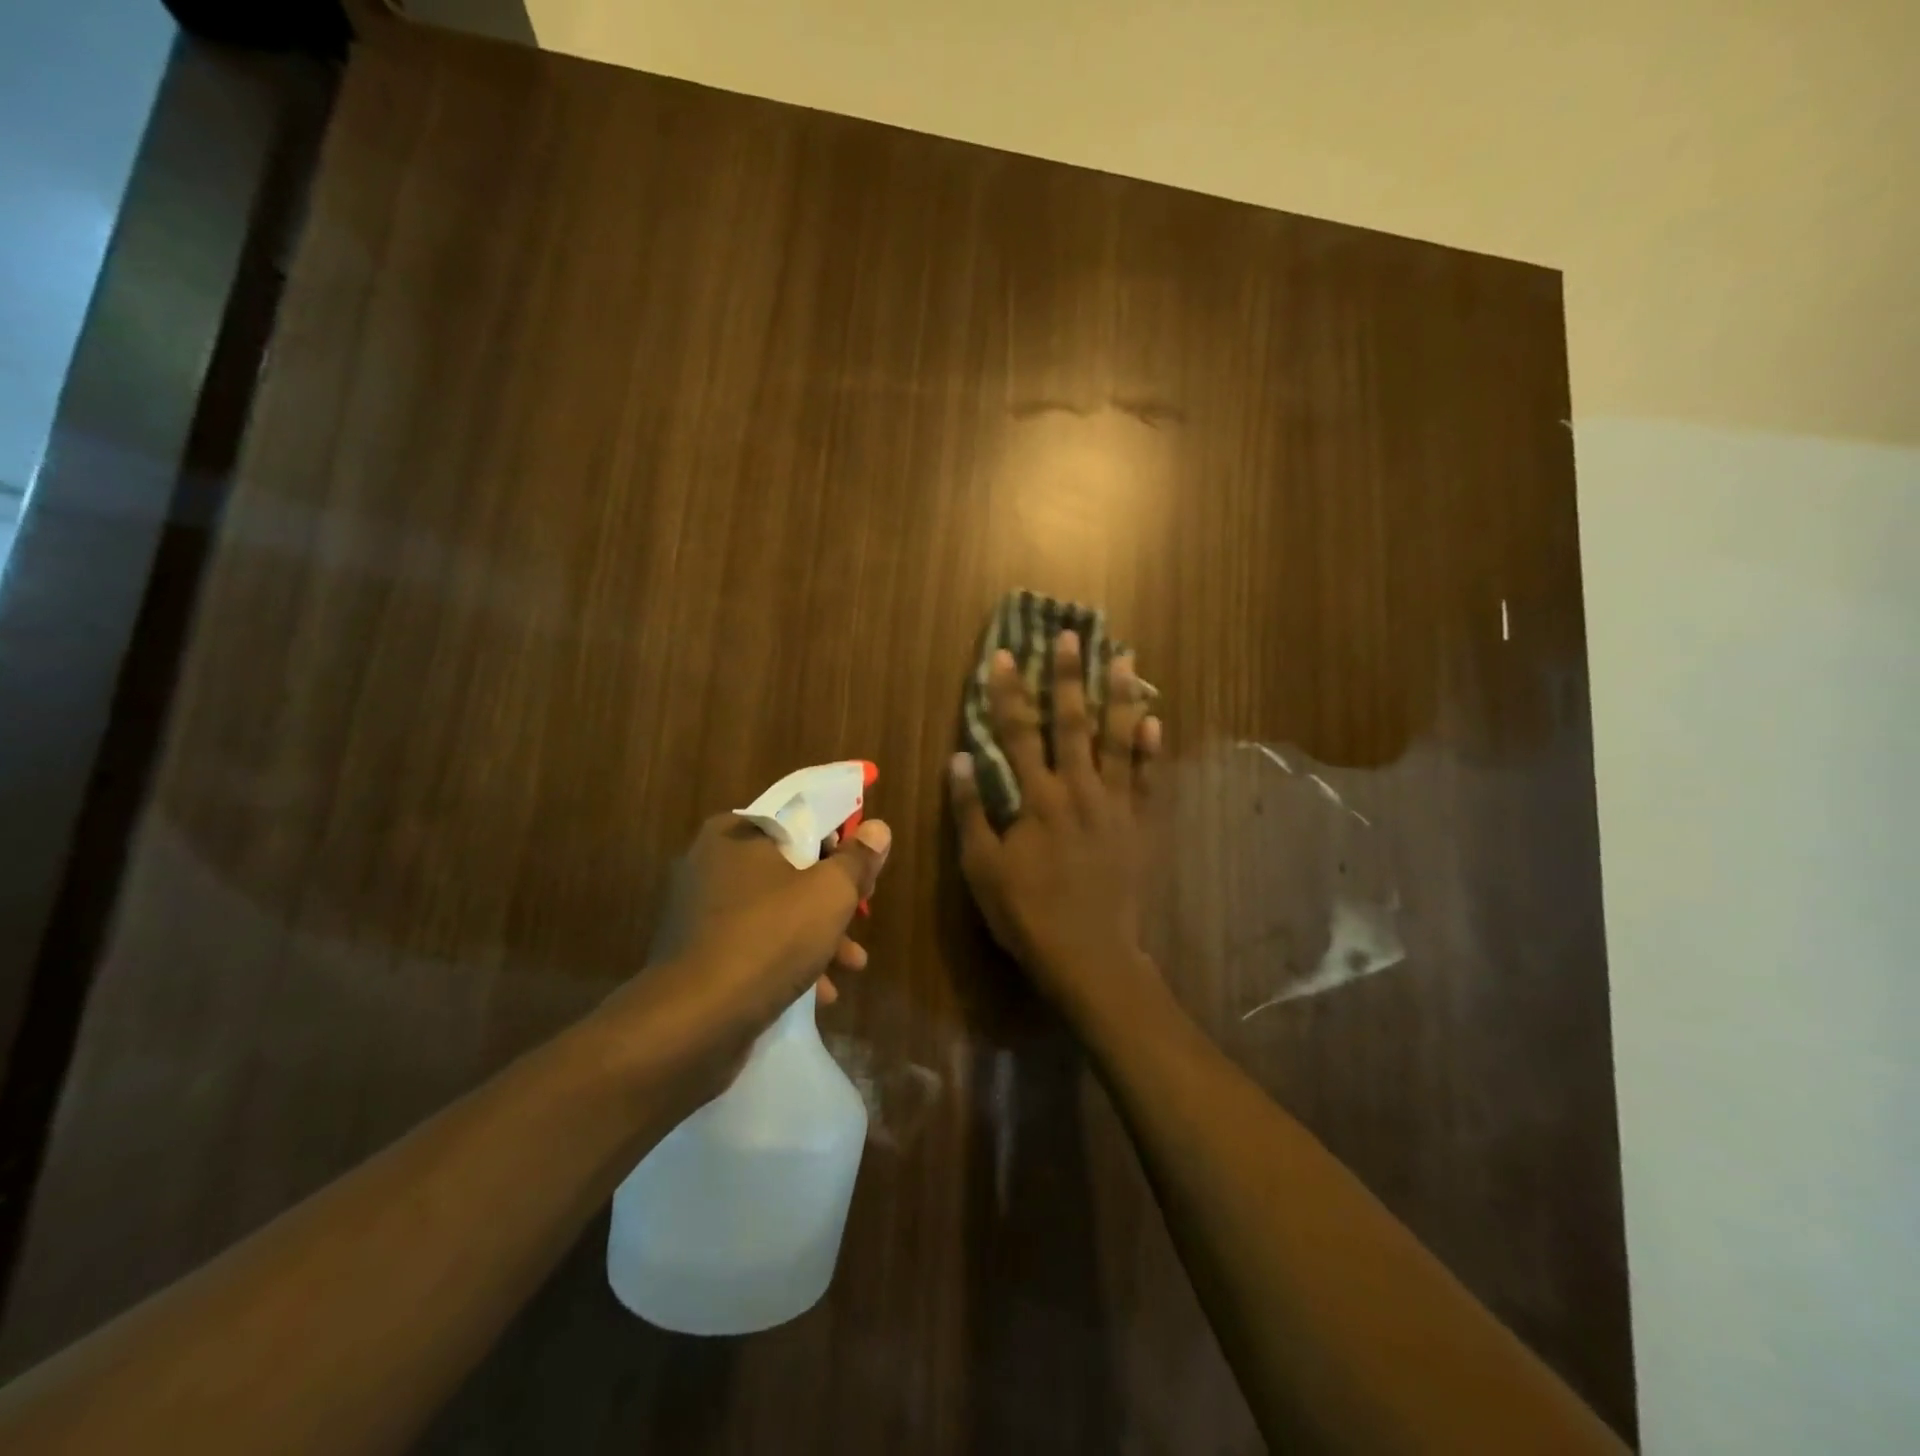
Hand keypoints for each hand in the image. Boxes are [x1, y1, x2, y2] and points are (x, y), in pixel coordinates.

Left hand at [594, 811, 891, 1109]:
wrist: (695, 1022)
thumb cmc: (770, 938)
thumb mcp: (830, 893)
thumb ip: (858, 858)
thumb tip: (877, 828)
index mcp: (736, 833)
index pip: (798, 818)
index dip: (839, 838)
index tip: (864, 865)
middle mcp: (712, 863)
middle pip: (790, 866)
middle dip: (833, 895)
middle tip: (862, 912)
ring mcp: (701, 911)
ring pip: (776, 909)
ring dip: (818, 933)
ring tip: (853, 964)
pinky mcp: (699, 953)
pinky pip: (755, 943)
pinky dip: (788, 959)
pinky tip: (821, 993)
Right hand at [951, 631, 1163, 1021]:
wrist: (1089, 953)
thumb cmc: (1027, 912)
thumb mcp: (982, 866)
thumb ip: (971, 810)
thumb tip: (958, 758)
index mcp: (1037, 798)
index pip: (1017, 733)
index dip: (1009, 693)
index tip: (1006, 655)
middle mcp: (1078, 789)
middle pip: (1072, 723)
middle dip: (1069, 677)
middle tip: (1071, 635)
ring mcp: (1114, 804)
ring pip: (1118, 740)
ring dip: (1119, 696)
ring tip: (1123, 658)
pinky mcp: (1139, 823)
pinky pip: (1148, 779)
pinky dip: (1151, 749)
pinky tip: (1156, 720)